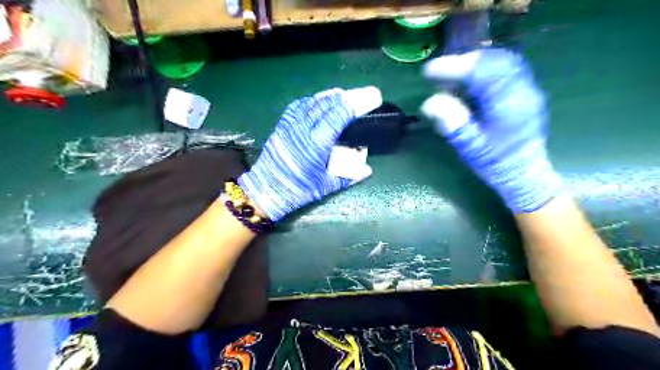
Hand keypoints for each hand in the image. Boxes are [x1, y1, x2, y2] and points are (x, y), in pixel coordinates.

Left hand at [241, 88, 375, 220]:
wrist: (265, 191)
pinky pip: (299, 106)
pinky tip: (320, 102)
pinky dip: (313, 101)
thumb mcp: (326, 186)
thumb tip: (368, 169)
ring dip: (331, 97)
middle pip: (327, 104)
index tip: (373, 97)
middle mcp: (302, 130)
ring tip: (345, 96)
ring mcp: (290, 125)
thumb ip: (349, 176)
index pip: (338, 115)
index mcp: (316, 144)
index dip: (357, 103)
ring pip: (313, 102)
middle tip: (363, 94)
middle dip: (348, 97)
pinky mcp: (282, 126)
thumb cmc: (297, 190)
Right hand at [422, 48, 560, 212]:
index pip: (482, 73)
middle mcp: (523, 90)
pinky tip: (469, 79)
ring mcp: (528, 88)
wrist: (523, 172)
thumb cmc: (494, 162)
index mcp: (509, 105)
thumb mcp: (470, 147)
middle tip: (440, 71)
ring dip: (474, 63)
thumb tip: (429, 103)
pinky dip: (484, 68)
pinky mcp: (525, 90)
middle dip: (464, 61)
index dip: (454, 67)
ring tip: (452, 74)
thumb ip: (453, 123)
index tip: (429, 71)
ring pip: (502, 60)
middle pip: (495, 60)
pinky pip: (506, 68)